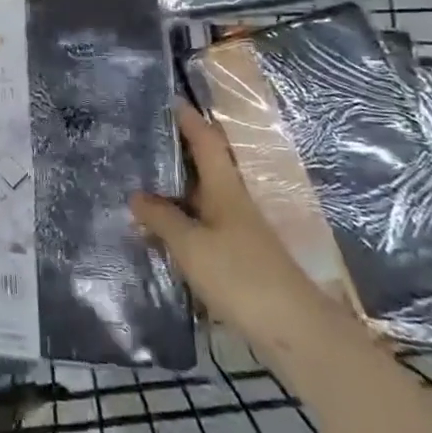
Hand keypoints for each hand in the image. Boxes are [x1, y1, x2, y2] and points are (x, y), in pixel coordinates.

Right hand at [131, 101, 349, 351]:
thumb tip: (136, 196)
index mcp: (225, 189)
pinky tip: (159, 235)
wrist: (295, 333)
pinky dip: (180, 224)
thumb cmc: (241, 277)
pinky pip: (202, 229)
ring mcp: (239, 233)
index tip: (170, 99)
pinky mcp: (239, 261)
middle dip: (176, 154)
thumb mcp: (191, 245)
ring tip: (138, 187)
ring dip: (175, 193)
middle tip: (141, 143)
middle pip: (204, 169)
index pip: (207, 142)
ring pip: (201, 201)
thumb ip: (162, 218)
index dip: (190, 120)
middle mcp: (234, 204)